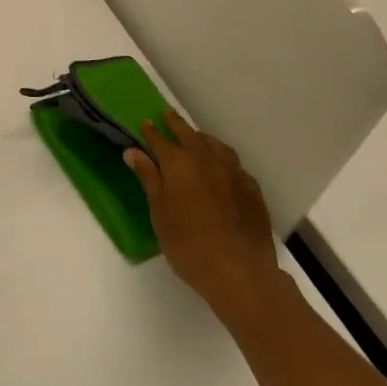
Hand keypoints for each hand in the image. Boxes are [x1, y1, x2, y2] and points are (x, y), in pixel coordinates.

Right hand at [125, 110, 283, 316]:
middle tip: (168, 115)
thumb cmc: (188, 244)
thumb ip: (149, 178)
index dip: (152, 132)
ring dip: (202, 138)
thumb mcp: (159, 212)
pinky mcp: (252, 189)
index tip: (145, 122)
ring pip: (216, 146)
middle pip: (190, 136)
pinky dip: (222, 157)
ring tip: (196, 136)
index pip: (161, 141)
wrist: (238, 270)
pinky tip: (221, 166)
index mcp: (180, 165)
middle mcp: (208, 161)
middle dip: (177, 125)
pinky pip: (234, 164)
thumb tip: (134, 152)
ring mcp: (234, 173)